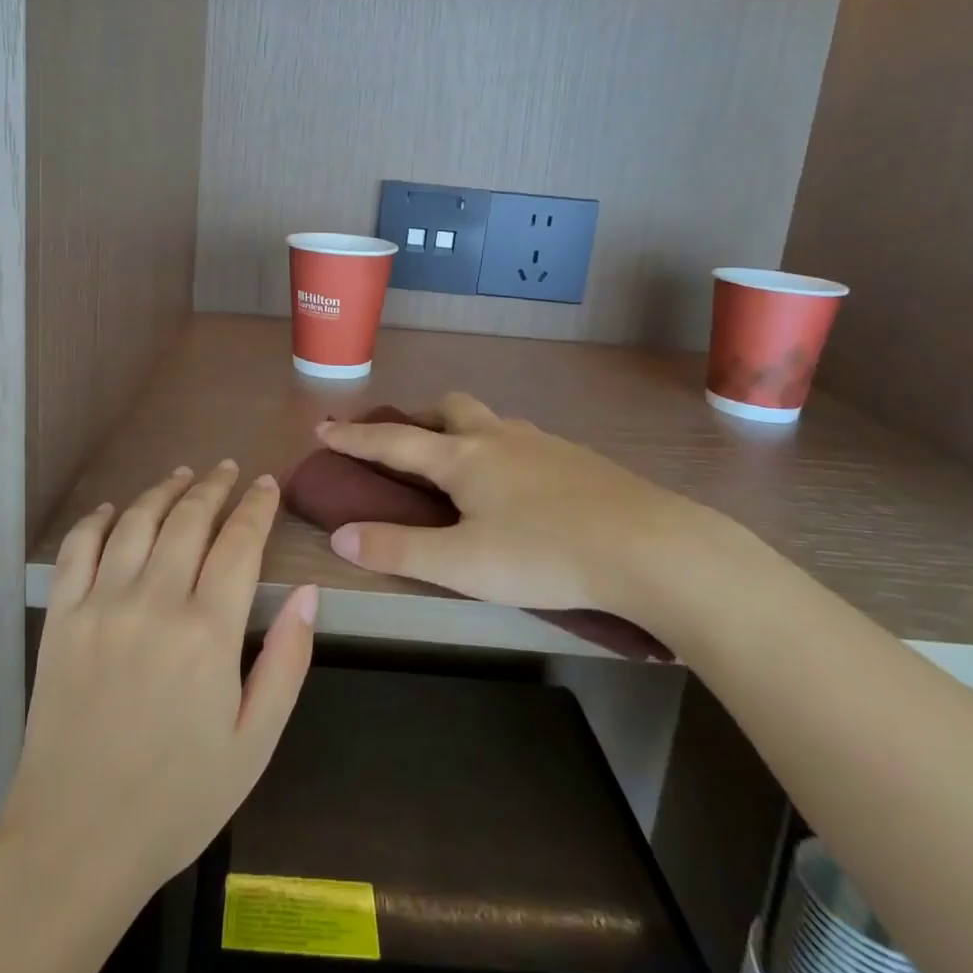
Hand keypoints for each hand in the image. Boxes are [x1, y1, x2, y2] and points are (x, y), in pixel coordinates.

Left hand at [0, 461, 317, 903]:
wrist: (77, 842)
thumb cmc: (179, 799)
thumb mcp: (254, 743)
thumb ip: (286, 663)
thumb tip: (308, 593)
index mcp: (208, 632)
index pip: (240, 542)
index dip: (257, 506)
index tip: (267, 483)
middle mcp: (154, 602)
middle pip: (189, 518)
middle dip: (214, 486)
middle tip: (228, 469)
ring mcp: (101, 605)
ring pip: (137, 521)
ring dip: (164, 490)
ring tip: (184, 475)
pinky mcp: (61, 619)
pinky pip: (78, 549)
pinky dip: (99, 519)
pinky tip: (116, 509)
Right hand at [317, 394, 739, 624]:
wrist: (649, 546)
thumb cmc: (544, 554)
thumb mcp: (461, 564)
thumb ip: (397, 549)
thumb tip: (339, 535)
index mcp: (462, 457)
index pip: (393, 441)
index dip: (354, 437)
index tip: (323, 427)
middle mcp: (498, 438)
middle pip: (449, 408)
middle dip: (420, 419)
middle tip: (409, 446)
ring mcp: (542, 443)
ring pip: (491, 421)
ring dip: (464, 430)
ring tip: (462, 467)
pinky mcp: (577, 458)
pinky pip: (524, 440)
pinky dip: (503, 450)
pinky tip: (519, 486)